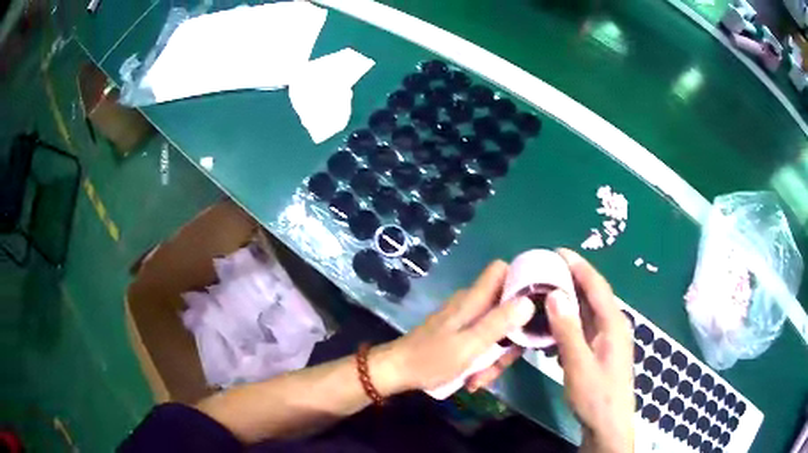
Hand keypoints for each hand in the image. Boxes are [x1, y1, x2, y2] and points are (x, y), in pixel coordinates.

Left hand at [375, 261, 535, 394]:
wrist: (396, 372)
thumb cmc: (431, 359)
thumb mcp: (469, 345)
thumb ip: (498, 323)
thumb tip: (529, 301)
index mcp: (474, 299)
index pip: (502, 270)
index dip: (522, 281)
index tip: (535, 306)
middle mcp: (472, 304)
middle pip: (506, 308)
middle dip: (510, 337)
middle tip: (501, 363)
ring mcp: (466, 320)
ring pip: (497, 330)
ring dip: (495, 357)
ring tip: (479, 379)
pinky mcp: (460, 334)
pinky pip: (483, 342)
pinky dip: (482, 360)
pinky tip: (472, 379)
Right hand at [546, 249, 633, 452]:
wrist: (608, 424)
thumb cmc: (596, 395)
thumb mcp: (578, 364)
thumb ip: (568, 330)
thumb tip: (555, 294)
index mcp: (613, 324)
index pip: (597, 286)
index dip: (579, 266)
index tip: (558, 251)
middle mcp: (613, 326)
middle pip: (593, 296)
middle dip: (572, 279)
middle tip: (545, 270)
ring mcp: (608, 339)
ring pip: (588, 312)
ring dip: (569, 301)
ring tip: (545, 292)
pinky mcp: (600, 351)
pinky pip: (584, 328)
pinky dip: (569, 321)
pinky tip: (553, 325)